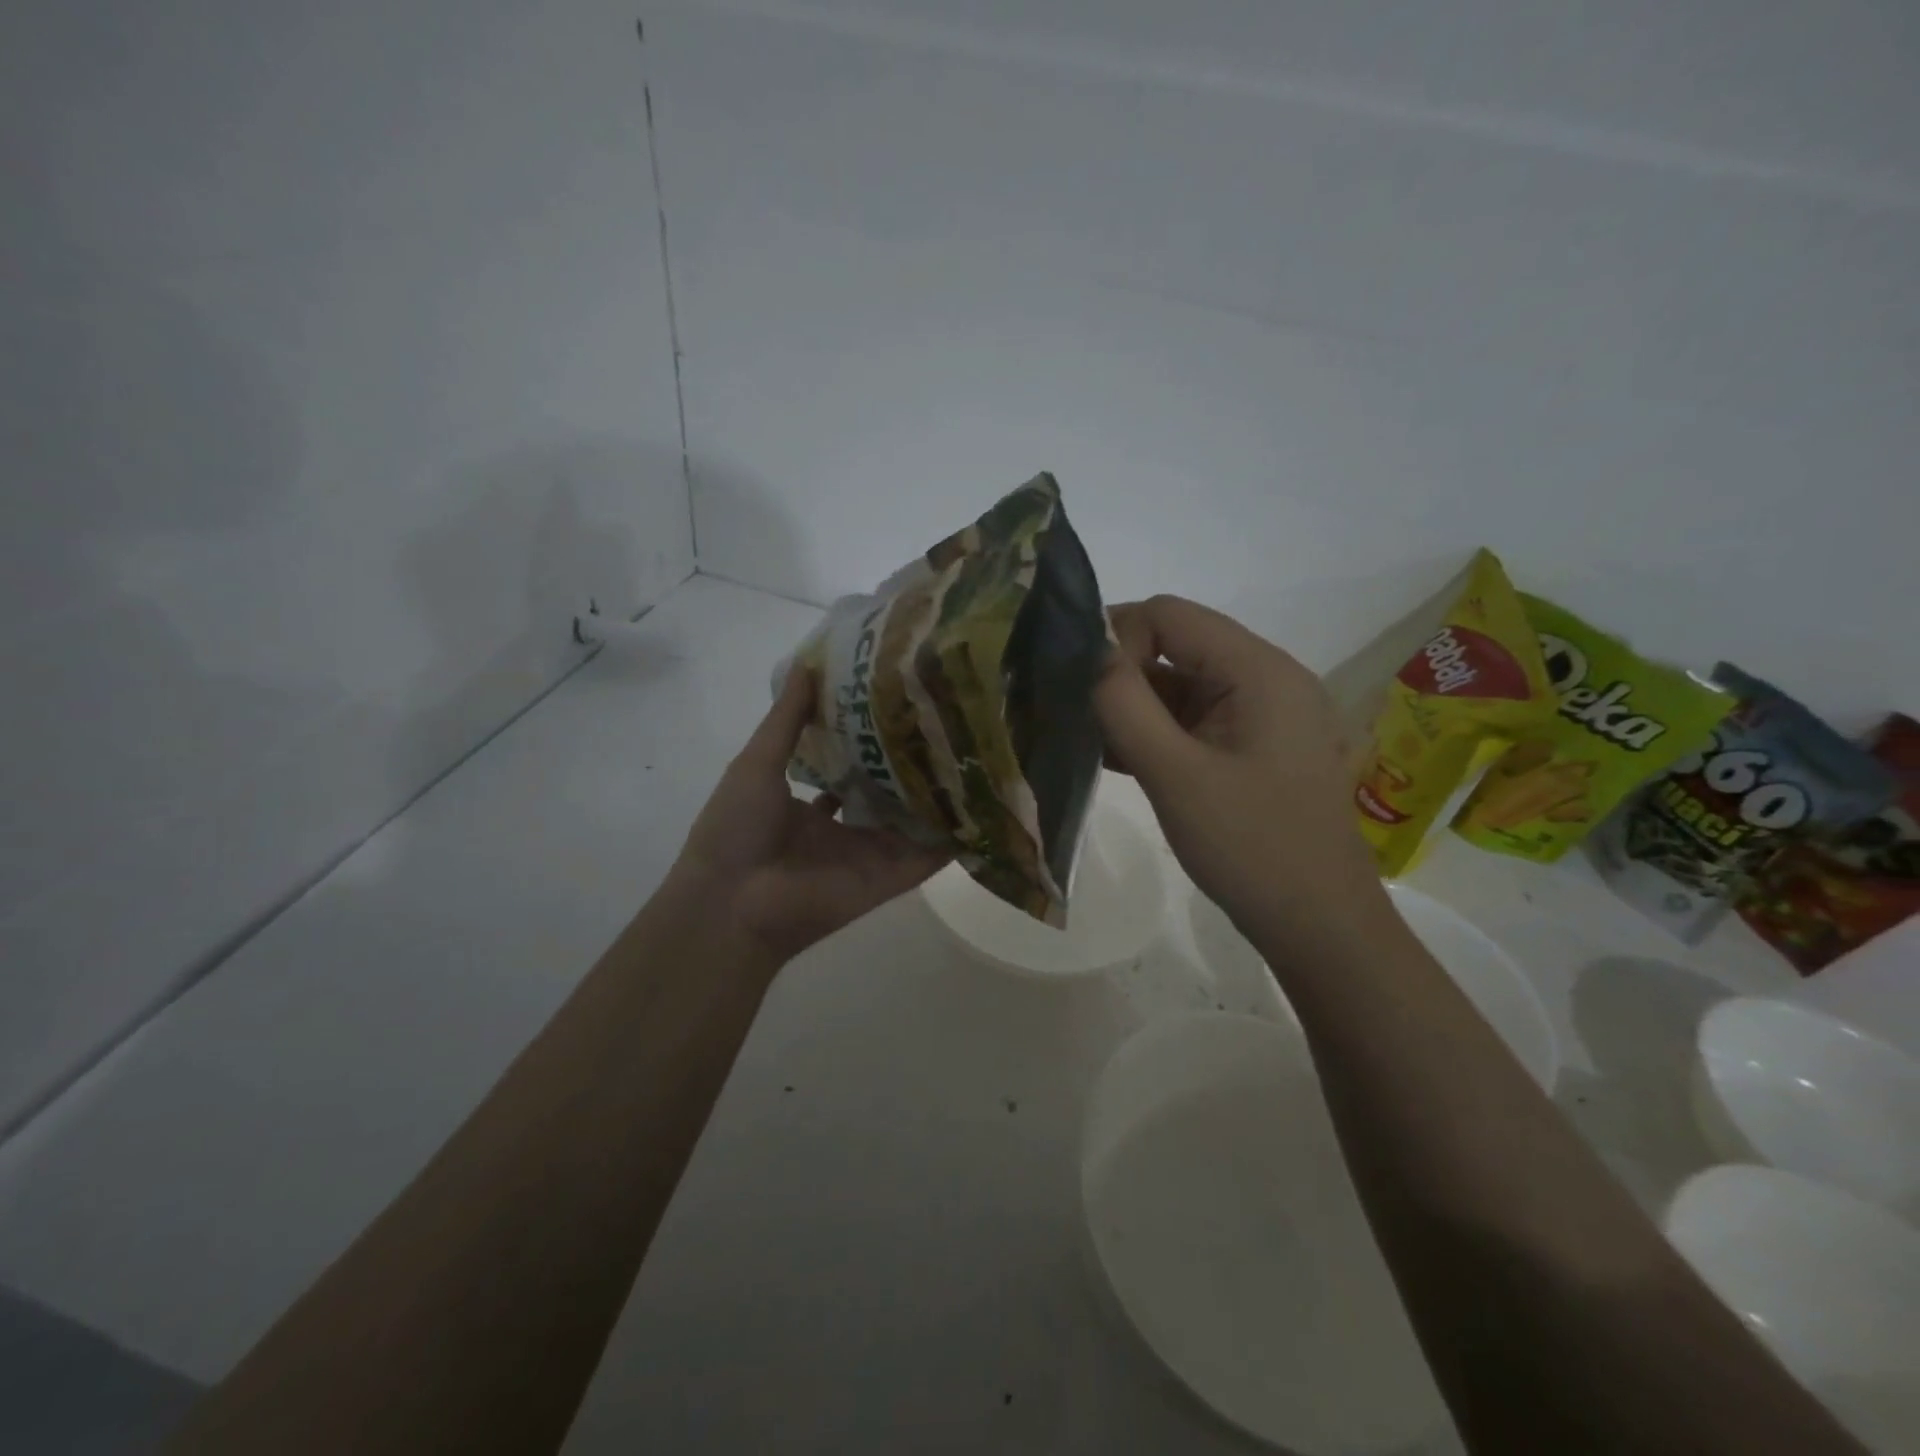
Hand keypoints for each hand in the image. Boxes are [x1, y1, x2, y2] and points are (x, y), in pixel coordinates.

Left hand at [675, 669, 948, 965]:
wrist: (732, 903)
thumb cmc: (735, 828)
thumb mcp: (757, 763)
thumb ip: (787, 718)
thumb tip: (807, 664)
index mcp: (807, 807)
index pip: (847, 770)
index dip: (869, 742)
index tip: (897, 707)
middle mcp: (841, 830)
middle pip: (883, 795)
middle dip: (908, 766)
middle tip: (943, 724)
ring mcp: (868, 856)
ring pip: (912, 822)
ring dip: (937, 797)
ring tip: (973, 753)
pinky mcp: (889, 878)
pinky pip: (928, 856)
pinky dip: (955, 838)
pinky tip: (984, 805)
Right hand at [1095, 595, 1386, 950]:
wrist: (1319, 926)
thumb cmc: (1251, 848)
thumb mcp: (1176, 774)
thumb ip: (1125, 705)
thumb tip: (1085, 653)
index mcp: (1259, 670)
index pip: (1170, 615)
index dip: (1115, 637)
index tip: (1076, 685)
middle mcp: (1264, 678)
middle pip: (1174, 645)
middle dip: (1117, 673)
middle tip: (1066, 709)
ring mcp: (1260, 715)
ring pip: (1178, 686)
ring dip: (1130, 706)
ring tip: (1080, 736)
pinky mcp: (1250, 748)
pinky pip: (1191, 721)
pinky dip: (1152, 732)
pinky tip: (1110, 756)